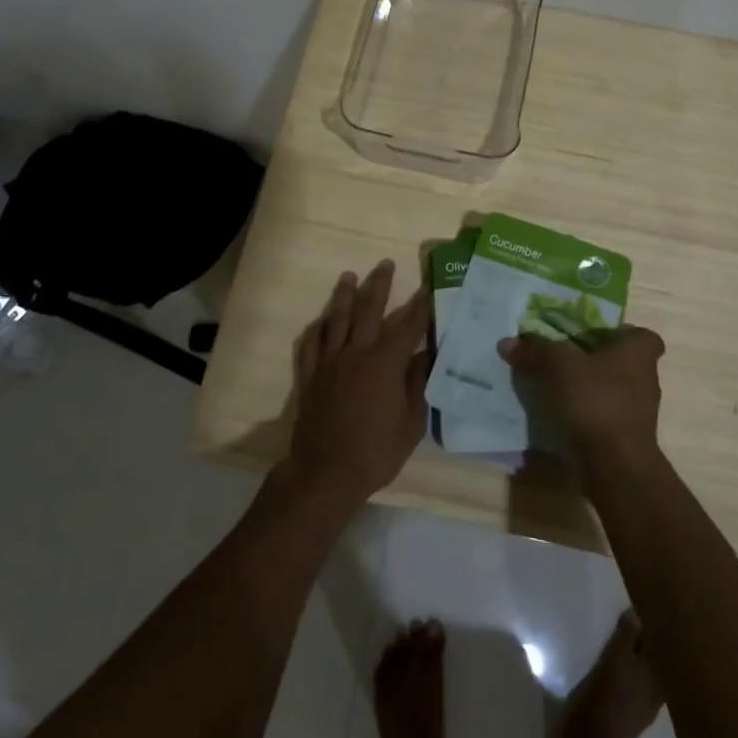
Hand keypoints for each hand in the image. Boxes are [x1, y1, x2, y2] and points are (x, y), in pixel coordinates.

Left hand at [284, 260, 431, 507]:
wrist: (325, 473)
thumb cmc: (375, 452)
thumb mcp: (411, 424)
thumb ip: (417, 386)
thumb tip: (424, 357)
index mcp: (385, 363)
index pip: (408, 326)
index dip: (420, 305)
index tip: (428, 286)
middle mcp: (356, 353)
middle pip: (368, 310)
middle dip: (379, 285)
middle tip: (385, 264)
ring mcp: (329, 362)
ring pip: (336, 319)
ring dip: (343, 295)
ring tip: (349, 276)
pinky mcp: (309, 376)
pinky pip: (311, 344)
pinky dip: (316, 329)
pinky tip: (321, 320)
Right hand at [498, 325, 664, 466]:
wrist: (615, 466)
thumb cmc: (596, 401)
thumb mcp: (558, 365)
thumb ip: (536, 350)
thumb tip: (508, 342)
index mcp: (638, 353)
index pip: (644, 336)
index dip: (622, 333)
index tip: (596, 335)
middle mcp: (646, 380)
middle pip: (624, 362)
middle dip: (598, 360)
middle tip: (565, 357)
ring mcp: (639, 413)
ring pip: (614, 390)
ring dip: (591, 388)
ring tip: (557, 387)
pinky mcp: (628, 438)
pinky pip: (605, 416)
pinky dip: (588, 414)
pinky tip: (562, 415)